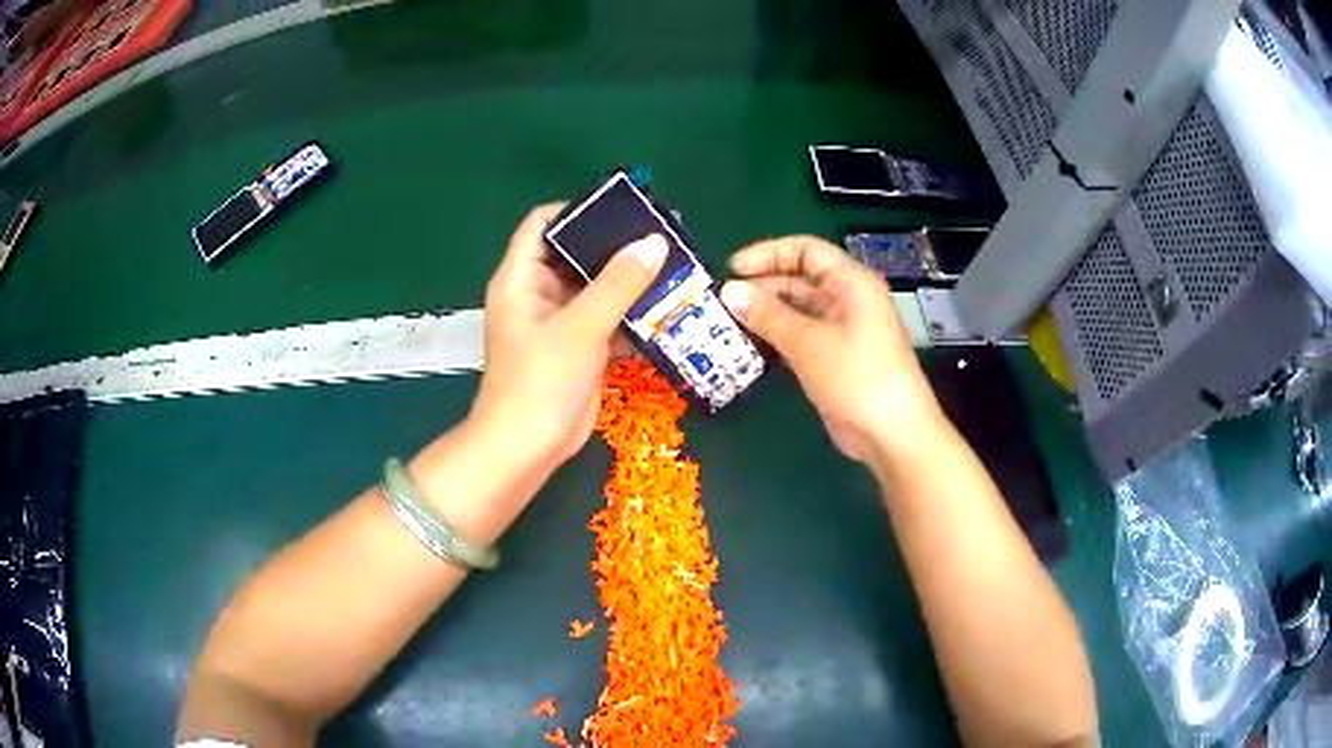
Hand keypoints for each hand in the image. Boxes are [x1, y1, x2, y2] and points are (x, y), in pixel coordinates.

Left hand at [470, 204, 667, 473]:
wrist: (529, 448)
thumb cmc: (541, 381)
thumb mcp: (581, 326)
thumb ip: (619, 283)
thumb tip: (655, 242)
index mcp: (520, 278)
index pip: (542, 224)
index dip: (577, 210)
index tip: (622, 208)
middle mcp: (537, 293)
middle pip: (575, 253)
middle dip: (614, 245)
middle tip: (661, 235)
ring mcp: (558, 321)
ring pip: (595, 286)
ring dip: (628, 279)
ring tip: (672, 264)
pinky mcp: (577, 346)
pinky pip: (605, 316)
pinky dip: (630, 311)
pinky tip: (665, 305)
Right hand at [720, 236, 940, 461]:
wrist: (892, 434)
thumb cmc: (857, 378)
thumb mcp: (808, 343)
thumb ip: (768, 315)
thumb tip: (729, 291)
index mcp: (851, 282)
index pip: (806, 250)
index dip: (768, 253)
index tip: (733, 269)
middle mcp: (848, 299)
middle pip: (801, 277)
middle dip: (764, 284)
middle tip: (724, 299)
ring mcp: (843, 329)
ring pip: (799, 308)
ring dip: (767, 312)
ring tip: (728, 320)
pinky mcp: (836, 357)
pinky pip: (802, 334)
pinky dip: (777, 334)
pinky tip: (749, 343)